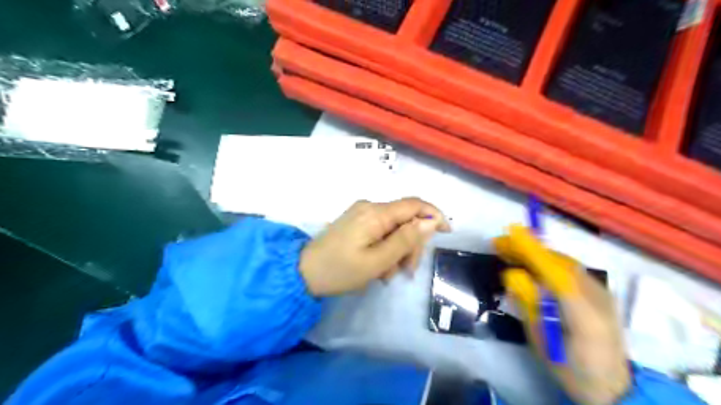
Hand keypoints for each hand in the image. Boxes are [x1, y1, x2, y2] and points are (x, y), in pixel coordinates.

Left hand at [300, 197, 448, 295]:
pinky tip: (379, 267)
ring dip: (398, 249)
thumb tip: (430, 222)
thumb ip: (405, 240)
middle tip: (407, 271)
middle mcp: (370, 206)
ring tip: (387, 274)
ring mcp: (362, 213)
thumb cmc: (340, 270)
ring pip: (394, 227)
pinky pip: (381, 230)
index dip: (434, 215)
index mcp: (376, 213)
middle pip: (405, 218)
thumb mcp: (377, 261)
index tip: (447, 233)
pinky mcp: (356, 222)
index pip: (414, 204)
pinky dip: (386, 247)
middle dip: (412, 243)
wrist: (303, 272)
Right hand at [497, 225, 632, 404]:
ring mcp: (603, 294)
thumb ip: (528, 306)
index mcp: (583, 316)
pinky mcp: (601, 293)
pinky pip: (571, 269)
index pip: (555, 274)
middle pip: (560, 263)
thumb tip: (512, 274)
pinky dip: (549, 261)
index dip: (533, 251)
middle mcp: (598, 298)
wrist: (615, 388)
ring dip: (537, 253)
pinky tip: (534, 264)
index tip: (511, 233)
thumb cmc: (571, 370)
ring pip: (565, 263)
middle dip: (529, 249)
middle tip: (501, 244)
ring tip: (511, 251)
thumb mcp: (541, 342)